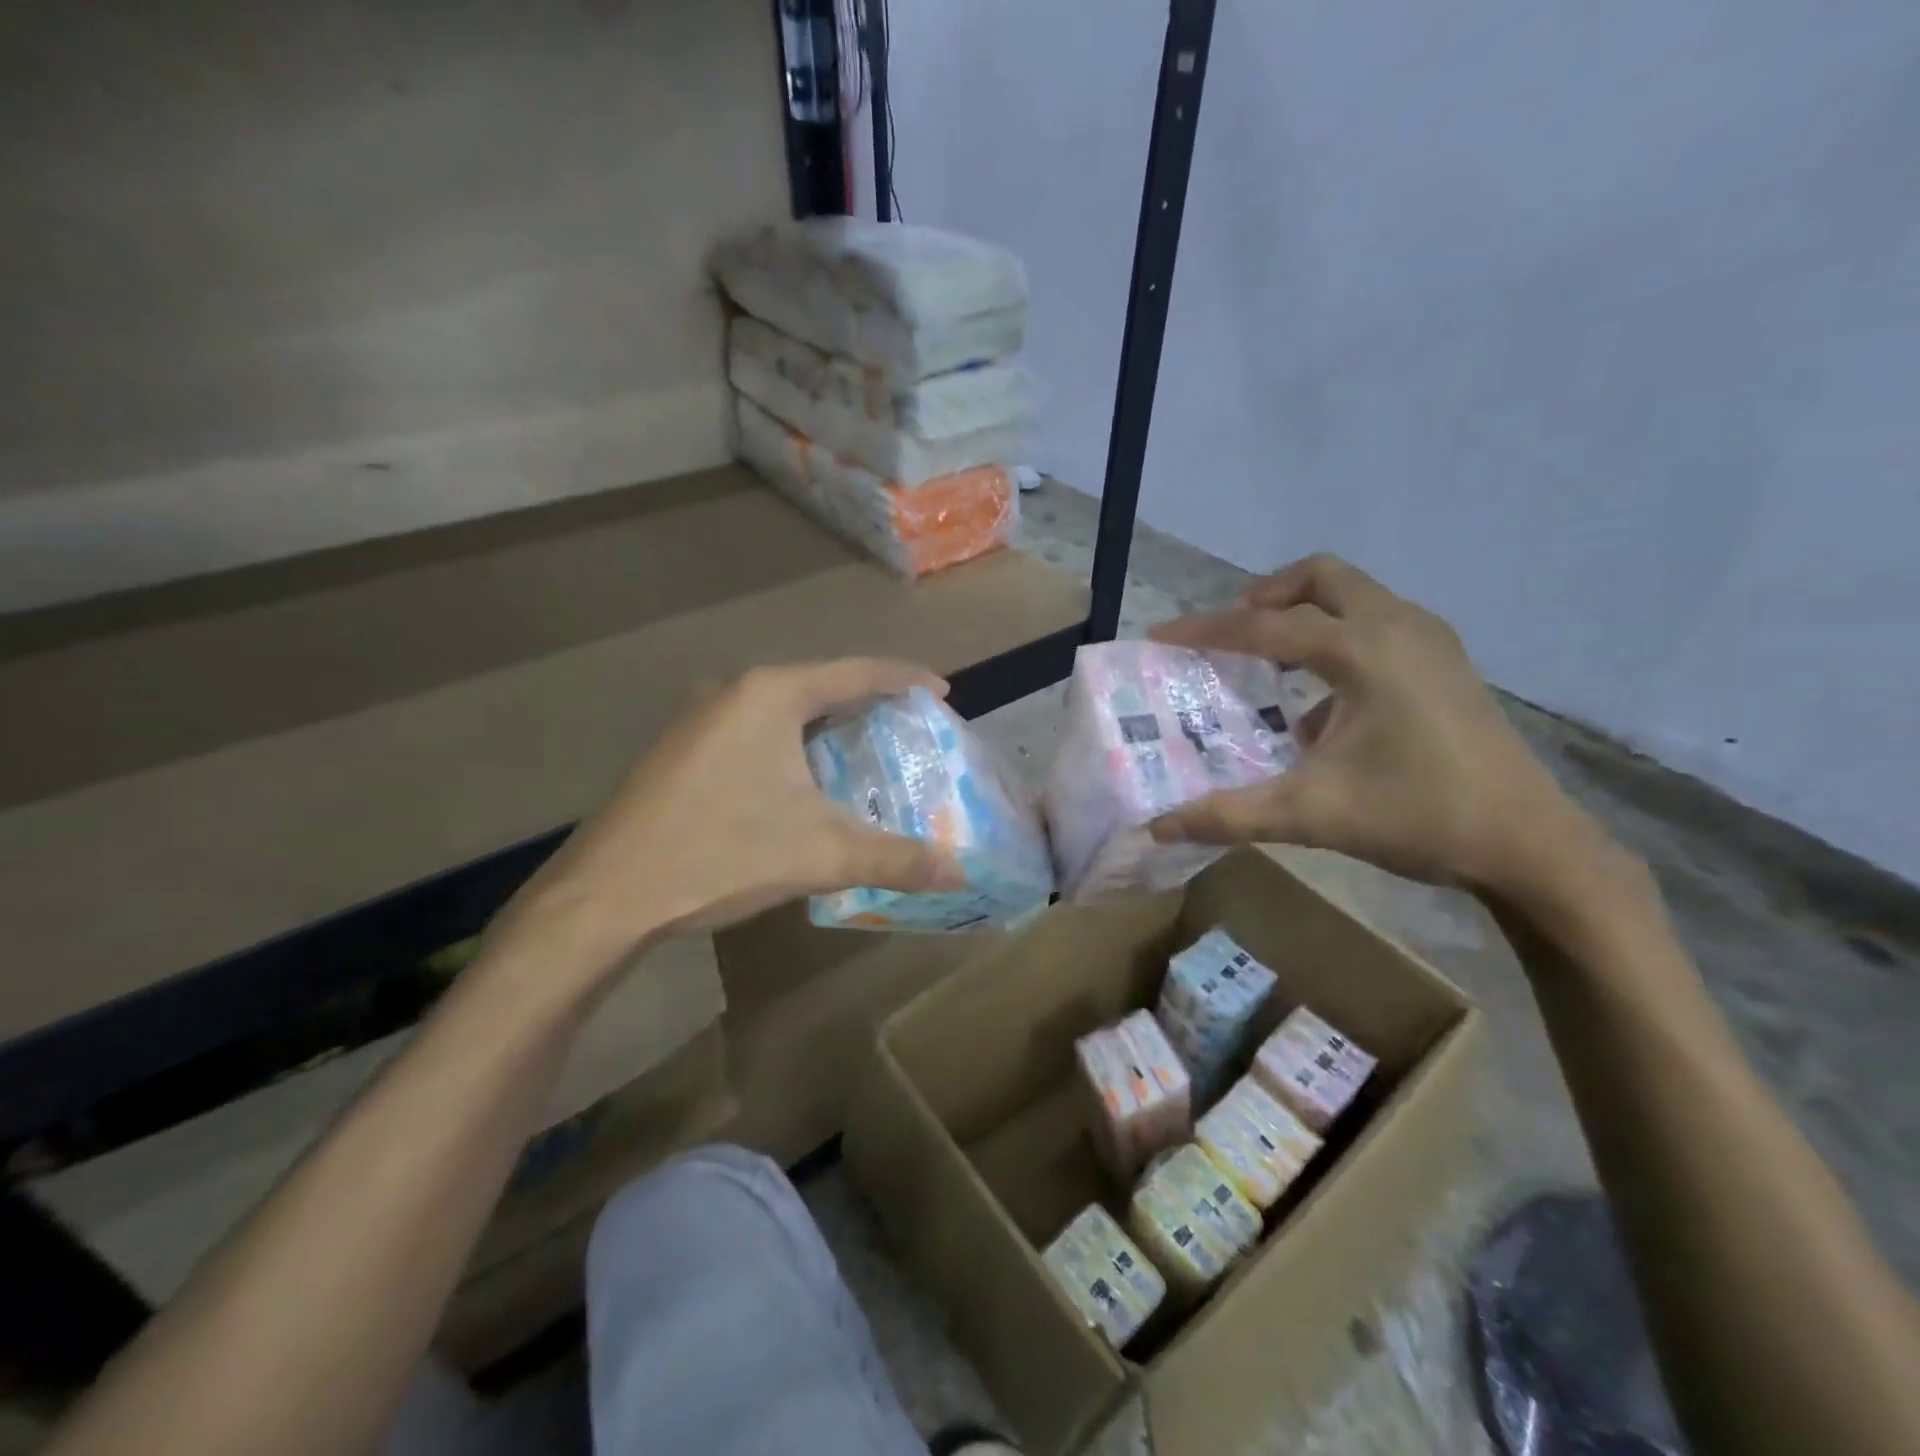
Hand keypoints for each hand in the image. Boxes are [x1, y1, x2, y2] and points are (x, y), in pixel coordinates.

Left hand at [484, 659, 966, 981]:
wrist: (604, 896)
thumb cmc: (719, 854)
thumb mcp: (821, 855)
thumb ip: (897, 859)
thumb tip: (962, 874)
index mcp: (770, 694)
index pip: (856, 672)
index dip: (905, 679)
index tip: (941, 693)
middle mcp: (732, 691)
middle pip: (818, 686)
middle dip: (866, 706)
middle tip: (906, 731)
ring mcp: (696, 718)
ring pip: (781, 711)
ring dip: (824, 728)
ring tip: (861, 755)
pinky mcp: (677, 749)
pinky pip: (752, 732)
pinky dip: (789, 746)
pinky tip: (798, 784)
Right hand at [1148, 554, 1608, 894]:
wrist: (1528, 844)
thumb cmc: (1417, 816)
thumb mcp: (1310, 815)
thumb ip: (1227, 815)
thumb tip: (1158, 828)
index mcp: (1362, 650)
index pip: (1264, 625)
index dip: (1206, 631)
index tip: (1161, 637)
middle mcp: (1397, 626)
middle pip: (1320, 577)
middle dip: (1266, 596)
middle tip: (1231, 633)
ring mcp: (1430, 640)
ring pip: (1354, 594)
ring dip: (1304, 612)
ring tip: (1269, 658)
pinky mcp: (1446, 662)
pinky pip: (1377, 622)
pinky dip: (1337, 636)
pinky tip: (1324, 699)